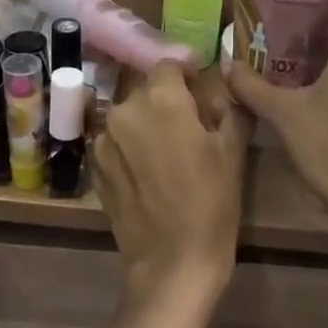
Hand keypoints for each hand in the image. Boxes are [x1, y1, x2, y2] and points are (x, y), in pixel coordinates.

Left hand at [95, 64, 248, 308]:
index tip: (200, 84)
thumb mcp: (232, 151)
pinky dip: (131, 146)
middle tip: (191, 123)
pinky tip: (149, 171)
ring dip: (147, 123)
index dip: (187, 72)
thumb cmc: (212, 203)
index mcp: (161, 99)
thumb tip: (225, 85)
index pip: (169, 65)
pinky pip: (116, 142)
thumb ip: (228, 108)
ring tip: (168, 150)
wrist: (172, 262)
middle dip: (168, 100)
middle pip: (147, 90)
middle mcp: (125, 110)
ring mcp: (103, 139)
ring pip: (129, 116)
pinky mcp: (94, 166)